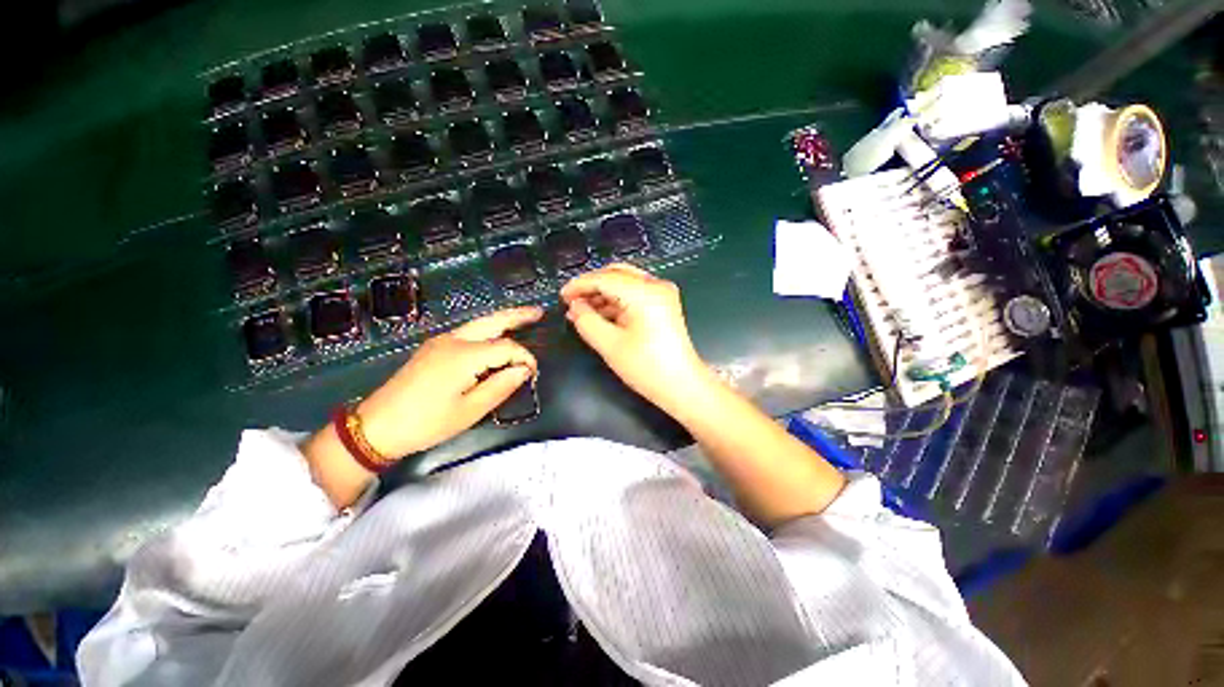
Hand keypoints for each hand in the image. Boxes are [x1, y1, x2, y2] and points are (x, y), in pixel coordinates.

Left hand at [356, 306, 541, 458]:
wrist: (377, 426)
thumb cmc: (427, 422)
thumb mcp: (470, 410)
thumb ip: (501, 386)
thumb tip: (523, 370)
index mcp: (464, 355)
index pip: (506, 347)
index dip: (524, 357)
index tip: (533, 373)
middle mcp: (453, 340)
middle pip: (492, 320)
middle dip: (518, 315)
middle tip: (539, 312)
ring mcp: (441, 341)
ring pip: (479, 323)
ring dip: (503, 319)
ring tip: (524, 318)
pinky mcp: (434, 347)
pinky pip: (468, 332)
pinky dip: (488, 329)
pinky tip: (496, 335)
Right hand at [561, 263, 711, 414]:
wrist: (682, 386)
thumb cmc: (648, 368)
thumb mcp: (610, 345)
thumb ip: (586, 321)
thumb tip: (575, 306)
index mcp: (645, 293)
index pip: (604, 278)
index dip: (579, 285)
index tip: (562, 296)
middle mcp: (656, 286)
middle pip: (615, 273)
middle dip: (591, 286)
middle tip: (571, 302)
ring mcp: (662, 294)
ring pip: (624, 282)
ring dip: (602, 294)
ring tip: (582, 312)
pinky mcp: (662, 304)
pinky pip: (634, 293)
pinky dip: (615, 301)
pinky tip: (601, 315)